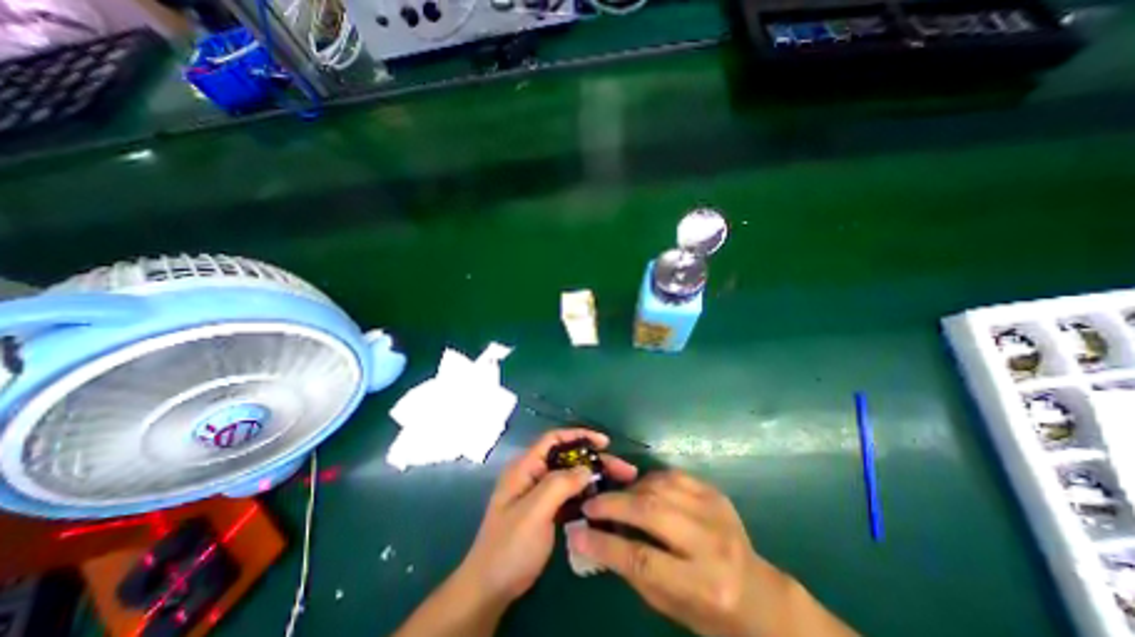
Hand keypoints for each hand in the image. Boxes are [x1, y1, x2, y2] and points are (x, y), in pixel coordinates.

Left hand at [458, 430, 637, 603]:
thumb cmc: (510, 546)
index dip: (578, 435)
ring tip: (620, 482)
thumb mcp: (533, 512)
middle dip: (594, 459)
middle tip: (623, 469)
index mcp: (525, 467)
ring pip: (571, 476)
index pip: (554, 439)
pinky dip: (586, 494)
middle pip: (567, 458)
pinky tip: (604, 500)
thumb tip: (587, 468)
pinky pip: (570, 495)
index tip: (605, 442)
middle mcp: (533, 474)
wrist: (490, 589)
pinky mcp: (546, 510)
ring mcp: (540, 493)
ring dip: (594, 477)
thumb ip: (559, 485)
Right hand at [568, 468, 851, 635]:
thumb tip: (593, 539)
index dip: (604, 545)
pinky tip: (641, 488)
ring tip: (616, 497)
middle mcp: (711, 544)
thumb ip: (632, 570)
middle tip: (591, 503)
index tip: (578, 532)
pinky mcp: (715, 493)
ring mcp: (715, 511)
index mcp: (703, 585)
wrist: (758, 594)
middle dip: (613, 504)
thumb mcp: (669, 605)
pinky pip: (673, 475)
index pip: (642, 560)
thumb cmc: (709, 611)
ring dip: (630, 489)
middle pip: (651, 511)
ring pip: (660, 486)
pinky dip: (650, 479)